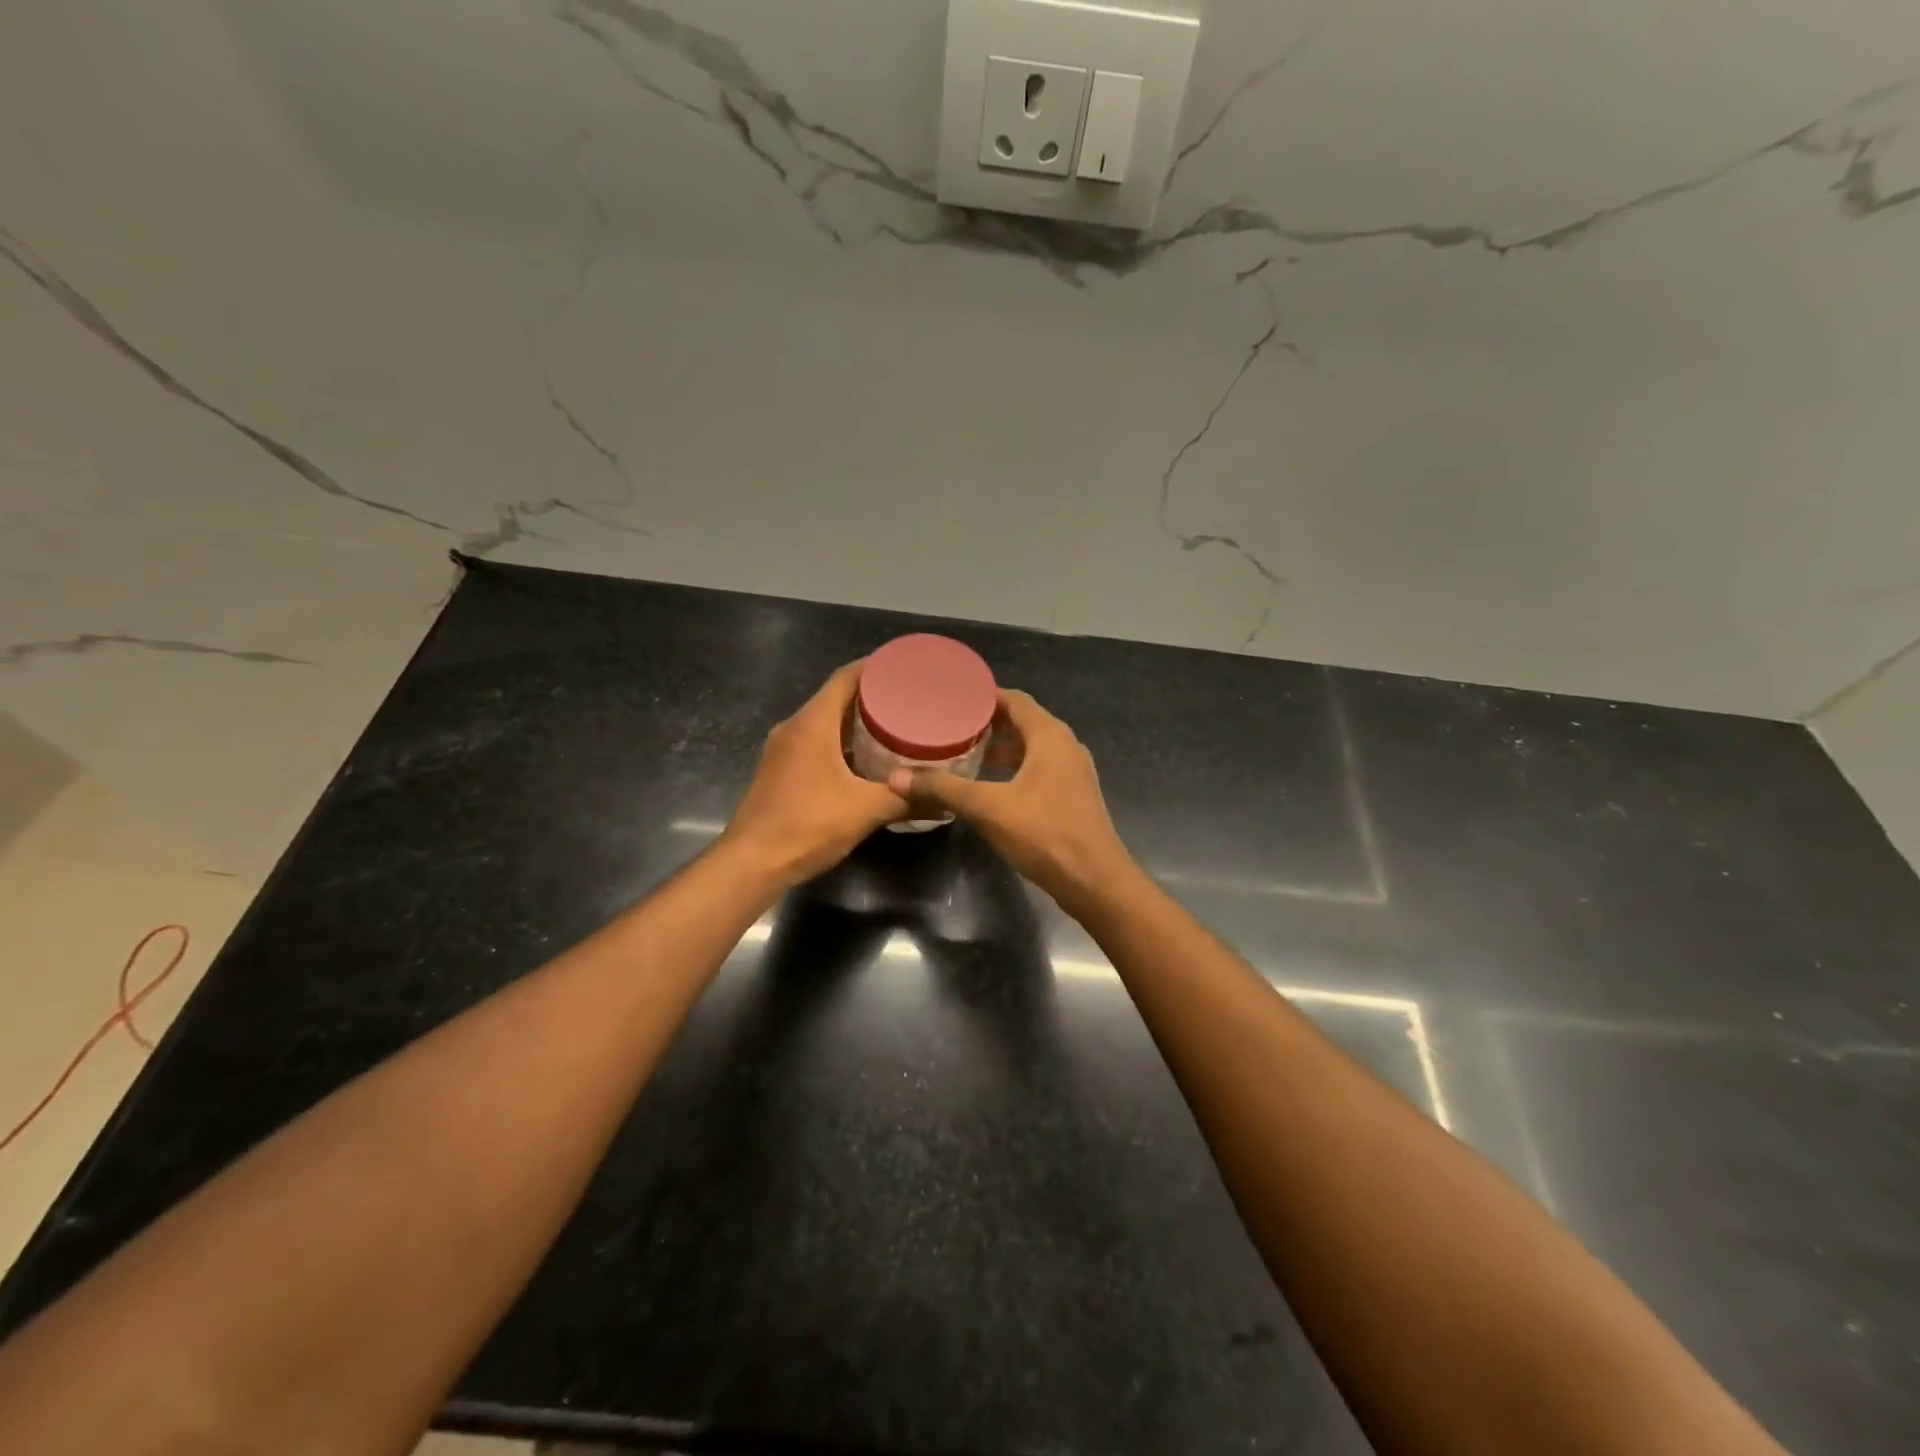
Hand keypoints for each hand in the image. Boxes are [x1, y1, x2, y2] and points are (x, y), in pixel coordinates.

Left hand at [722, 661, 906, 885]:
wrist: (752, 863)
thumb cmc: (807, 825)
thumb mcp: (865, 810)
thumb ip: (906, 800)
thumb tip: (945, 799)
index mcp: (812, 724)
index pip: (845, 678)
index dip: (875, 667)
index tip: (904, 666)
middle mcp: (794, 728)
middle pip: (835, 698)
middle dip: (872, 696)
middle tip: (910, 699)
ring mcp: (783, 750)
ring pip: (824, 723)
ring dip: (856, 722)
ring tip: (894, 726)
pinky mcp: (780, 771)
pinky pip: (815, 743)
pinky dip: (841, 743)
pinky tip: (866, 760)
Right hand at [890, 690, 1135, 914]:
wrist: (1095, 881)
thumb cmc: (1045, 834)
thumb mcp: (988, 808)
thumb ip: (943, 788)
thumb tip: (896, 777)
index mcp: (1050, 736)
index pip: (1014, 700)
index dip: (983, 696)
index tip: (950, 697)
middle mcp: (1065, 746)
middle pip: (1022, 721)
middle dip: (987, 722)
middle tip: (948, 724)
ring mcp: (1072, 772)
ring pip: (1031, 748)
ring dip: (1000, 747)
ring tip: (963, 752)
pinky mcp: (1071, 796)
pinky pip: (1038, 769)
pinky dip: (1013, 768)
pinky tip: (988, 785)